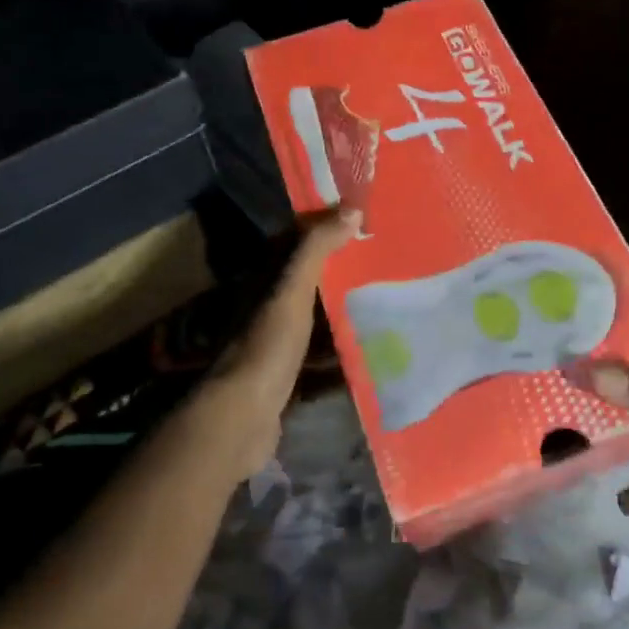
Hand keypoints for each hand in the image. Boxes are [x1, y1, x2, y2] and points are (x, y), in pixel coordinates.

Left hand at [180, 209, 359, 482]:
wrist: (240, 420)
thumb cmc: (266, 346)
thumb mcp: (291, 291)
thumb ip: (316, 250)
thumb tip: (351, 209)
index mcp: (263, 282)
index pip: (294, 243)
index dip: (324, 227)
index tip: (362, 218)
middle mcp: (267, 308)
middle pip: (308, 282)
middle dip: (342, 271)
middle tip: (385, 260)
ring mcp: (276, 345)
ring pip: (316, 320)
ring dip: (345, 312)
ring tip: (388, 302)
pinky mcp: (288, 378)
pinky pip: (321, 358)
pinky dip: (342, 354)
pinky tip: (373, 353)